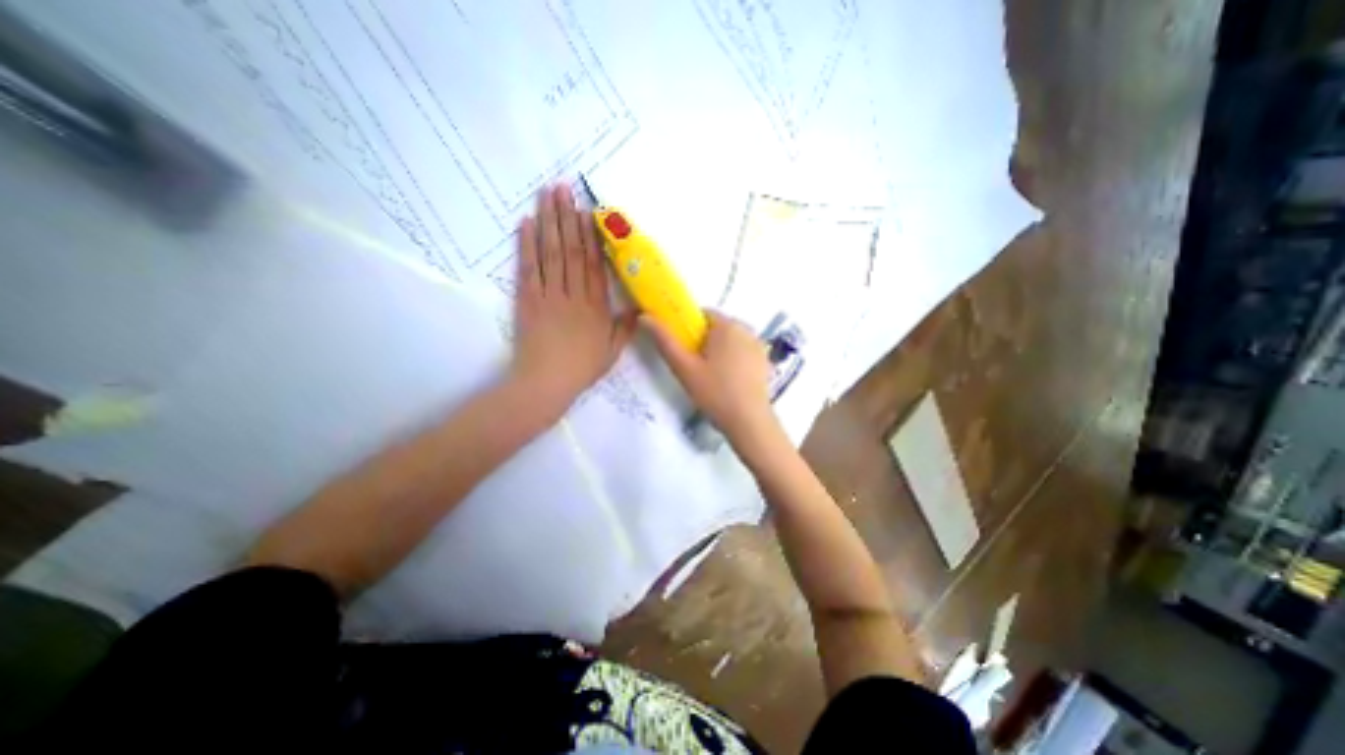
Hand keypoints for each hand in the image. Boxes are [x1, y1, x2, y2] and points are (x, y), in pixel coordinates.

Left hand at [509, 182, 637, 414]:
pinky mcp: (528, 299)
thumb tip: (640, 308)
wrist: (546, 382)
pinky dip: (527, 244)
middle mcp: (573, 294)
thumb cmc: (582, 368)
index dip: (591, 235)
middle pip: (571, 250)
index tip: (588, 210)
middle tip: (563, 187)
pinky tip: (527, 223)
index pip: (594, 264)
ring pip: (550, 252)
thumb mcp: (612, 352)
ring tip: (547, 194)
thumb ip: (625, 328)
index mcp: (595, 306)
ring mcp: (549, 294)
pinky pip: (528, 267)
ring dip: (549, 221)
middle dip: (567, 217)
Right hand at [642, 311, 784, 451]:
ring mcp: (758, 346)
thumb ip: (665, 341)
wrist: (749, 422)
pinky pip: (742, 352)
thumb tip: (645, 317)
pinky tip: (727, 382)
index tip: (683, 351)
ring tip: (710, 378)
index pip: (702, 314)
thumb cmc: (715, 393)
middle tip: (694, 368)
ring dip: (718, 352)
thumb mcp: (684, 368)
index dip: (688, 329)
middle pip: (717, 328)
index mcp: (727, 325)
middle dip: (703, 342)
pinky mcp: (765, 361)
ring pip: (730, 341)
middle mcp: (746, 329)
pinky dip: (733, 360)